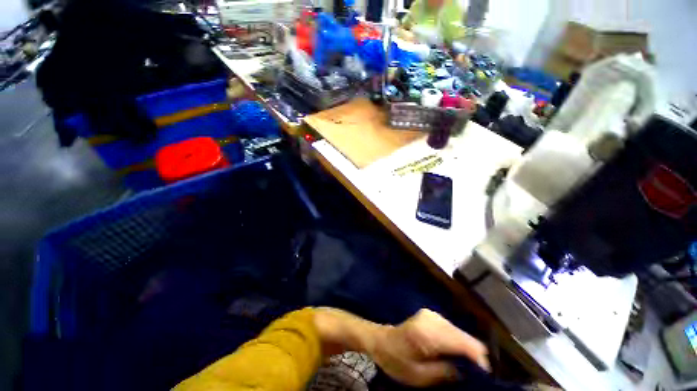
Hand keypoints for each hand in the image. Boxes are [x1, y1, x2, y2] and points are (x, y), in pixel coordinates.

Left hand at [370, 309, 489, 386]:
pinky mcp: (431, 315)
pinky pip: (451, 329)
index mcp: (428, 333)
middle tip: (472, 375)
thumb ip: (445, 373)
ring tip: (460, 366)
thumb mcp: (419, 376)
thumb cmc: (396, 360)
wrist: (380, 340)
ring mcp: (431, 314)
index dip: (478, 360)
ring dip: (464, 349)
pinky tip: (450, 353)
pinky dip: (456, 342)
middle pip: (464, 336)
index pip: (463, 343)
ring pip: (459, 332)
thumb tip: (469, 372)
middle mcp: (432, 319)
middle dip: (472, 356)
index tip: (483, 377)